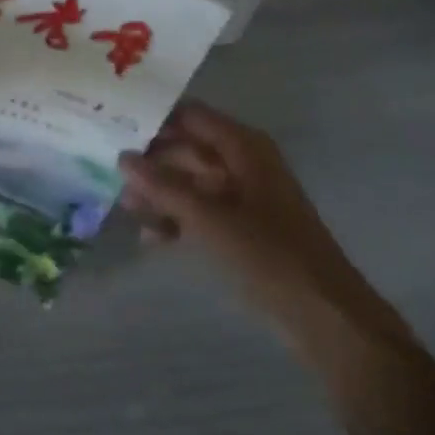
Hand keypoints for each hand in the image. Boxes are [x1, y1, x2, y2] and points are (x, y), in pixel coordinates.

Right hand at [120, 101, 357, 309]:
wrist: (324, 317)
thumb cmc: (268, 256)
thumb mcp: (209, 219)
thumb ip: (163, 186)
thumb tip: (122, 157)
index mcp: (243, 147)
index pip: (189, 116)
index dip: (154, 119)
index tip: (114, 127)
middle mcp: (243, 163)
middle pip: (187, 149)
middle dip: (151, 163)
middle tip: (110, 174)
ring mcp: (243, 197)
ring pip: (191, 182)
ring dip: (160, 194)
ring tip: (126, 210)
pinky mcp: (242, 229)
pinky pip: (201, 211)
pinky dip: (178, 220)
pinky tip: (151, 238)